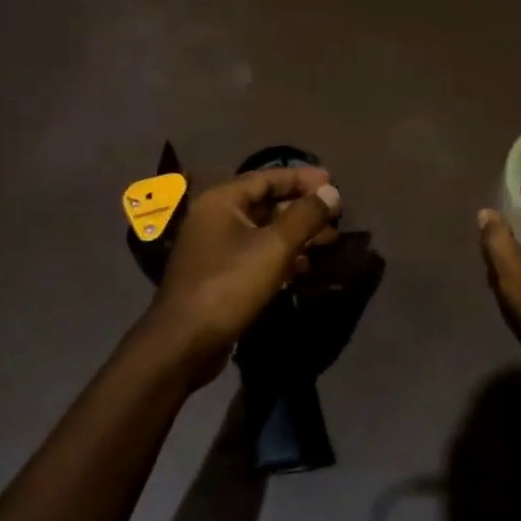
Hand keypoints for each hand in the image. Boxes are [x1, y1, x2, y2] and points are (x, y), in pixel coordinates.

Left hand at [140, 167, 341, 388]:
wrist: (185, 342)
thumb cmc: (229, 285)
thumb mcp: (274, 247)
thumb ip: (305, 216)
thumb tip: (330, 191)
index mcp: (221, 201)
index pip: (267, 178)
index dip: (302, 178)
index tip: (332, 181)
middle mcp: (215, 218)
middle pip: (266, 204)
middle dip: (302, 209)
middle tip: (336, 214)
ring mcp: (215, 248)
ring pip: (263, 232)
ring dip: (296, 234)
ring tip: (330, 240)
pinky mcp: (220, 276)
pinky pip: (256, 255)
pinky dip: (281, 256)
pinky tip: (306, 266)